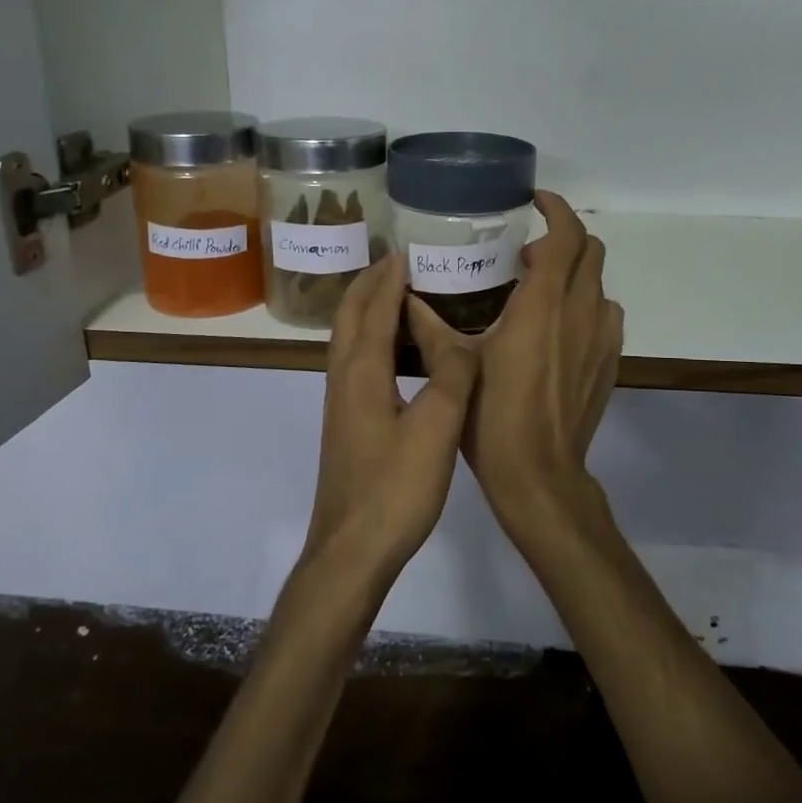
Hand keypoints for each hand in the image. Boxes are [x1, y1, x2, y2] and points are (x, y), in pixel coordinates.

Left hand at [303, 254, 480, 583]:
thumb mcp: (436, 428)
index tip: (407, 252)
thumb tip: (460, 338)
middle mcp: (344, 379)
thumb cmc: (395, 488)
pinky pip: (356, 363)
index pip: (374, 310)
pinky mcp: (347, 424)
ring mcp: (341, 403)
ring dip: (368, 310)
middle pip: (350, 318)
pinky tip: (396, 356)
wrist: (352, 550)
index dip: (389, 279)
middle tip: (398, 264)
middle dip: (369, 285)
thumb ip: (451, 376)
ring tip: (398, 297)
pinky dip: (372, 340)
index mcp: (362, 372)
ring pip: (348, 341)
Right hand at [464, 192, 623, 550]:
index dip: (556, 209)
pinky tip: (558, 329)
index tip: (535, 203)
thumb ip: (431, 325)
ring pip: (599, 283)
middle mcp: (580, 311)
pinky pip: (605, 314)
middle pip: (591, 250)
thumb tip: (405, 298)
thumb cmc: (492, 416)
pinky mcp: (609, 361)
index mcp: (543, 303)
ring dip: (575, 274)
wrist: (538, 474)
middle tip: (526, 254)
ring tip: (540, 292)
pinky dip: (586, 305)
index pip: (566, 235)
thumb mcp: (456, 364)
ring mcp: (601, 337)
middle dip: (564, 238)